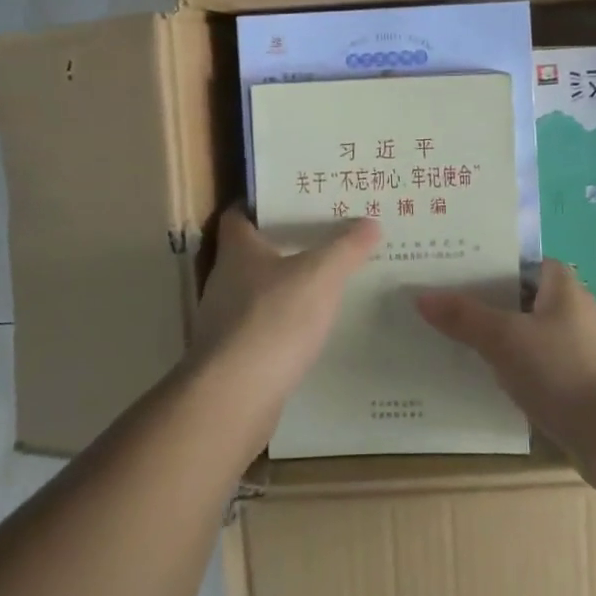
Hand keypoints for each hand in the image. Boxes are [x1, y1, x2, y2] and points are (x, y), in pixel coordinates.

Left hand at [187, 205, 380, 441]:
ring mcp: (225, 321)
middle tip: (323, 235)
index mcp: (238, 251)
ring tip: (325, 281)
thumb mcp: (321, 275)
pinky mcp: (233, 357)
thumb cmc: (274, 319)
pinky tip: (311, 330)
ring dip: (284, 287)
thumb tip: (370, 221)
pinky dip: (284, 325)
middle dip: (282, 244)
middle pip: (251, 253)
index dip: (261, 203)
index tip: (292, 198)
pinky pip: (262, 329)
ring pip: (257, 293)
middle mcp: (225, 281)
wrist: (235, 397)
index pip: (239, 214)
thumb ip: (346, 248)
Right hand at [418, 261, 595, 468]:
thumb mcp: (505, 339)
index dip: (483, 259)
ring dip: (489, 334)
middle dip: (478, 298)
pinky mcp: (570, 382)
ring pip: (520, 331)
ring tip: (442, 334)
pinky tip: (474, 374)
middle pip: (514, 295)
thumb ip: (463, 316)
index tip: (445, 264)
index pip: (516, 258)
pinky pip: (528, 363)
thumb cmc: (564, 372)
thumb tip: (421, 296)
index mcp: (560, 284)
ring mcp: (571, 347)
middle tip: (433, 299)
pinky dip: (504, 365)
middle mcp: (568, 309)